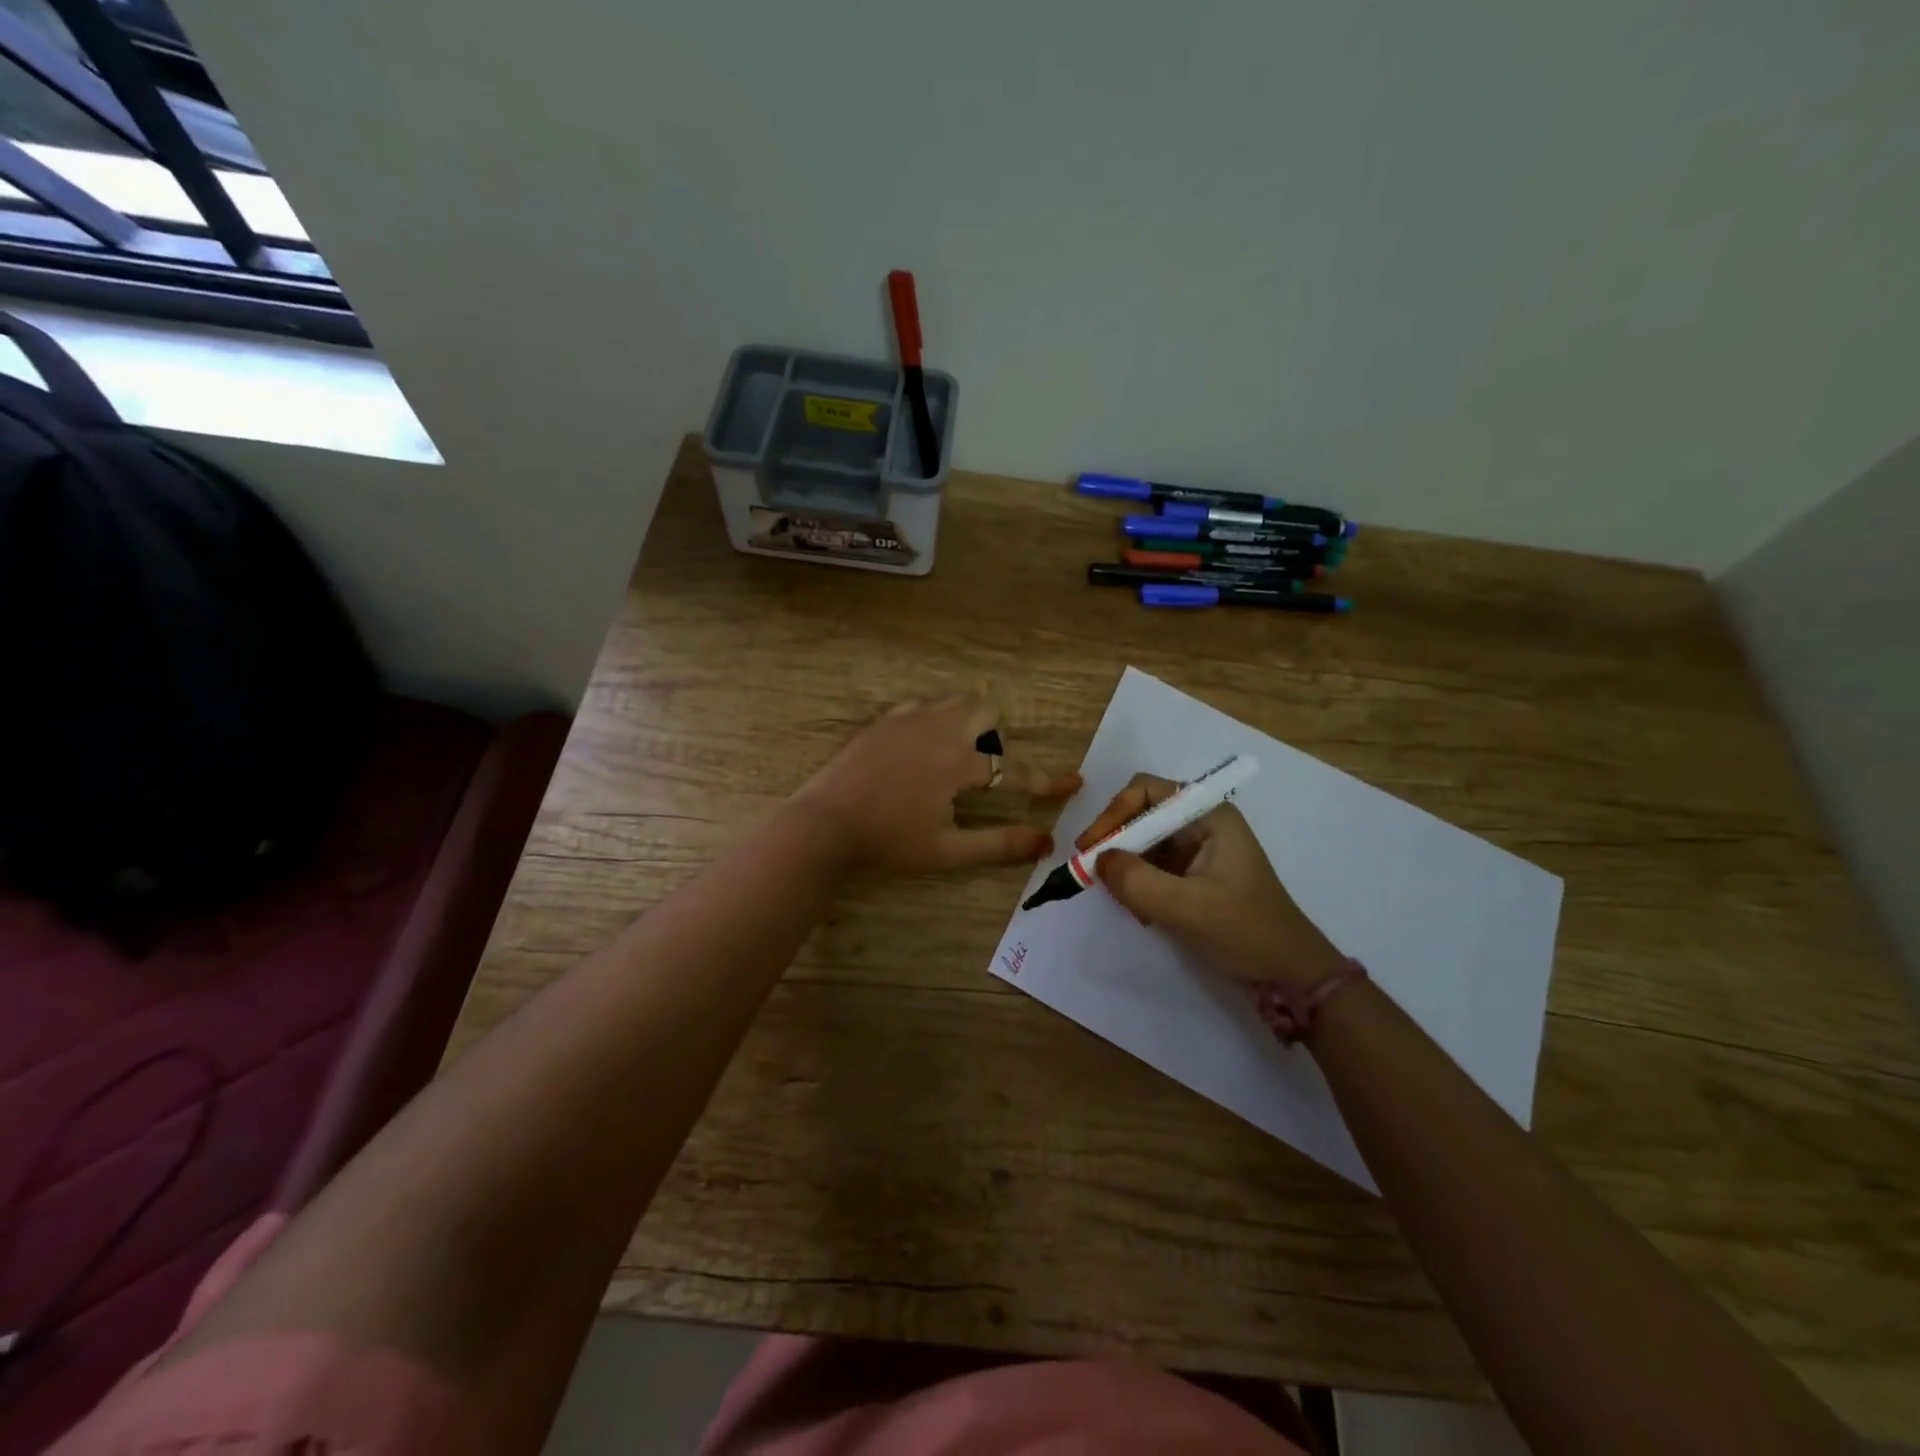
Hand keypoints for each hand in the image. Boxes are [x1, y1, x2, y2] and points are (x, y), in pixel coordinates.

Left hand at [793, 697, 1080, 872]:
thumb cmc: (888, 840)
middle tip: (979, 771)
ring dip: (966, 721)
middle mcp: (940, 729)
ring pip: (954, 700)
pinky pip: (922, 704)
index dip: (1047, 781)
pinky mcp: (884, 718)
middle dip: (996, 736)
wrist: (825, 821)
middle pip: (986, 712)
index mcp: (959, 763)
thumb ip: (998, 845)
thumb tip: (1045, 842)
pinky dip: (934, 718)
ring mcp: (909, 718)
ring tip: (950, 756)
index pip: (1015, 771)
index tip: (1073, 783)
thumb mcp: (947, 850)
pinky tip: (919, 746)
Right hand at [1078, 773, 1346, 990]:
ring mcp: (1199, 850)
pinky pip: (1153, 867)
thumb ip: (1136, 881)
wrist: (1292, 976)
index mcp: (1209, 816)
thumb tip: (1097, 861)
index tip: (1090, 848)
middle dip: (1116, 843)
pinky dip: (1139, 885)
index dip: (1113, 814)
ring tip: (1120, 899)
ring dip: (1126, 868)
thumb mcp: (1186, 908)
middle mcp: (1202, 824)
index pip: (1145, 791)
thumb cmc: (1245, 933)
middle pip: (1141, 815)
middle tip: (1092, 874)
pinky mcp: (1195, 876)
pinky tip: (1140, 912)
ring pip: (1144, 843)